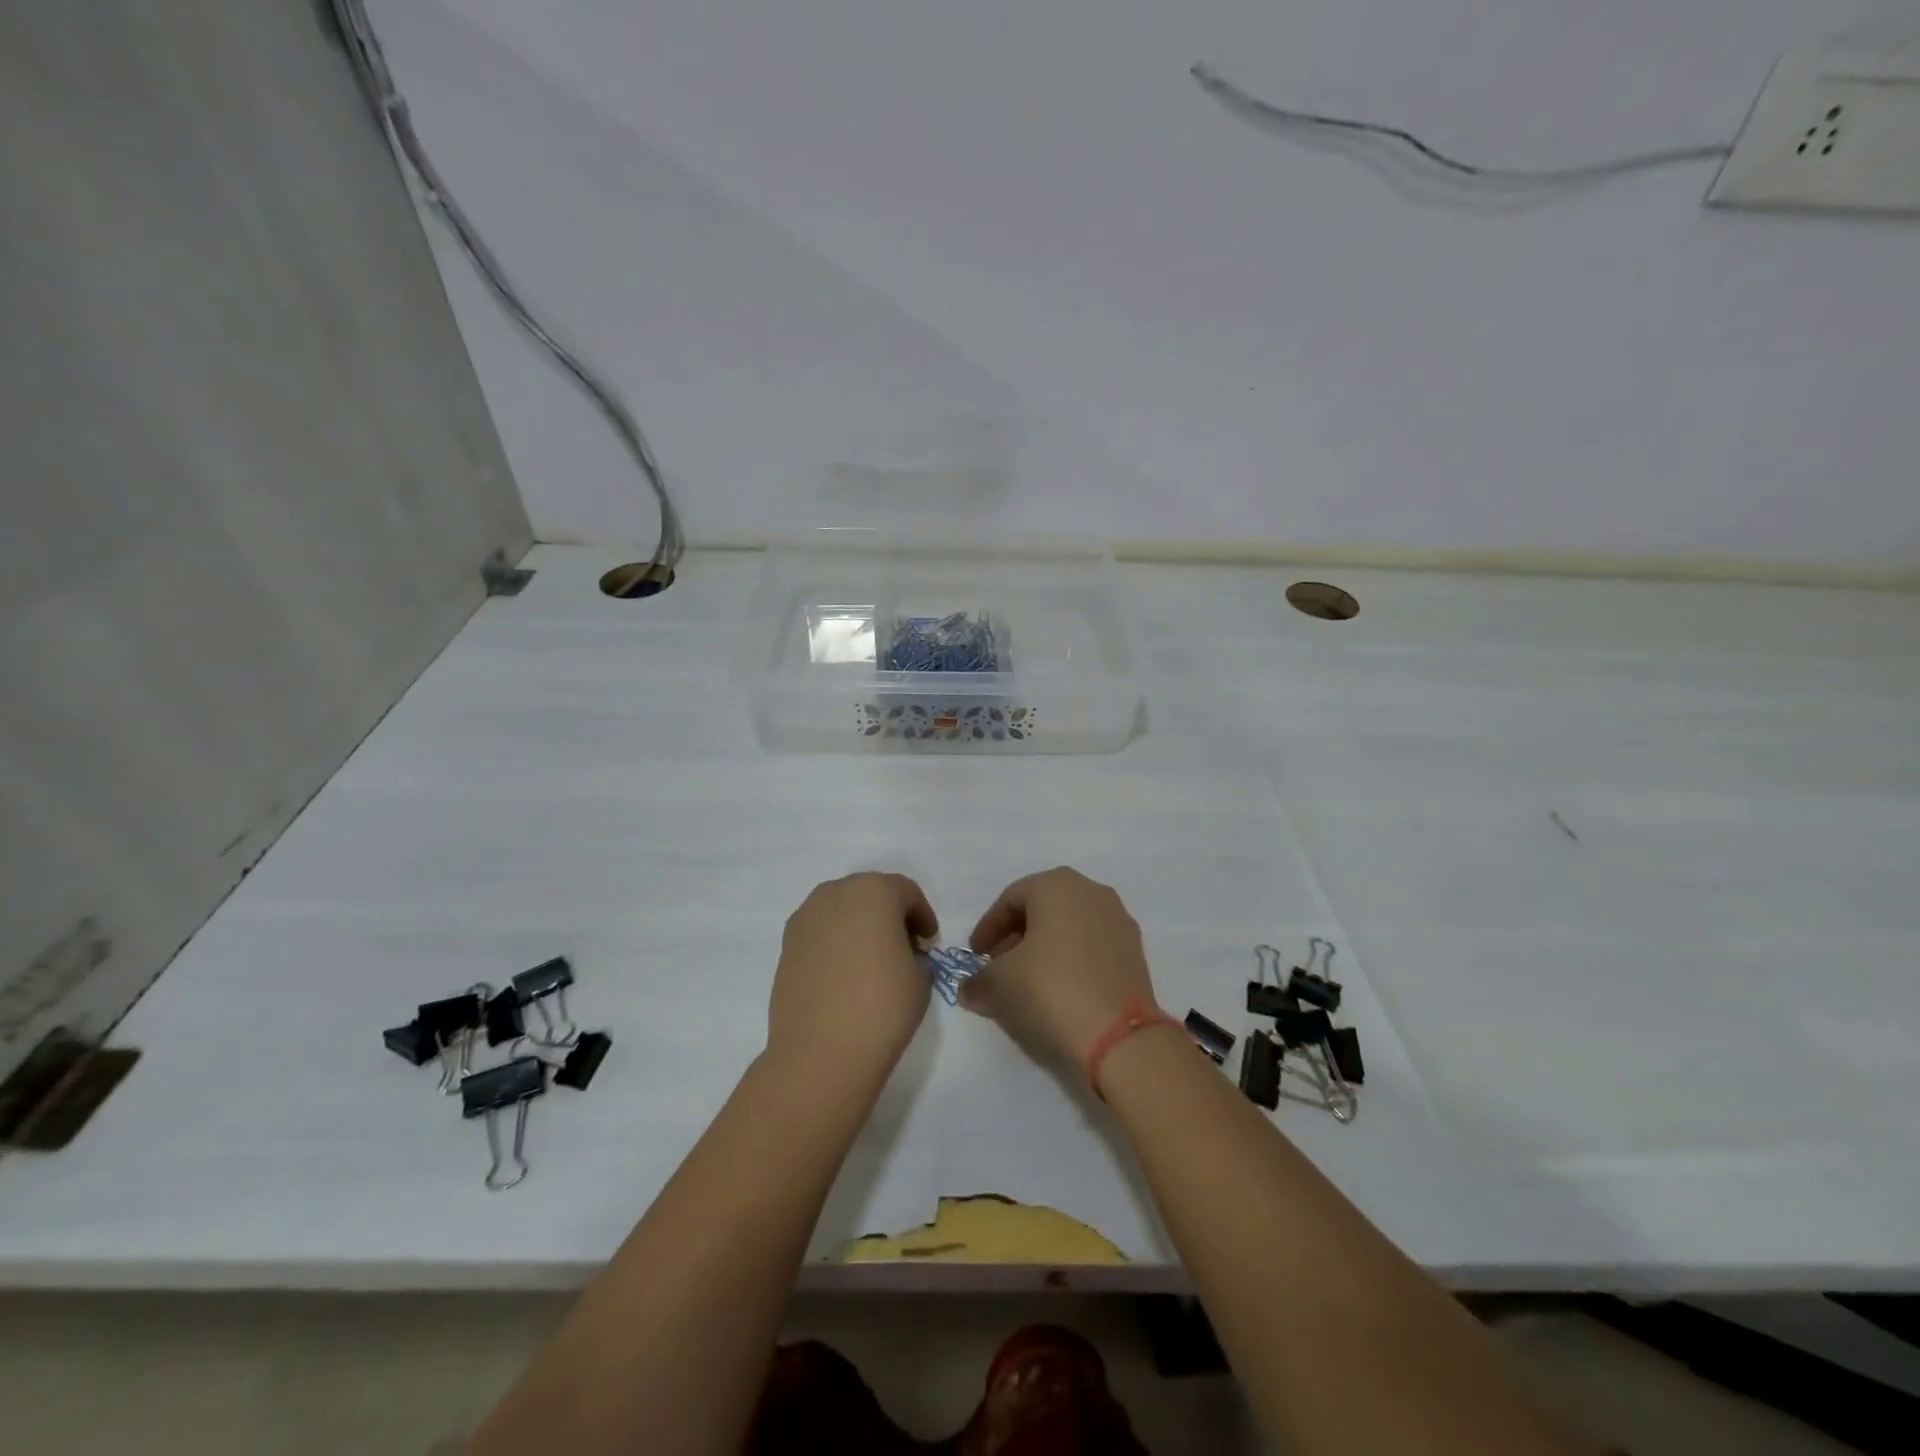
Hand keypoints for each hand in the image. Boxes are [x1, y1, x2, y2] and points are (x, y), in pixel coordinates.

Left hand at [767, 872, 936, 1080]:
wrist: (820, 1053)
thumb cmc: (882, 1006)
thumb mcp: (921, 978)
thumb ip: (916, 955)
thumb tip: (902, 955)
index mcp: (874, 891)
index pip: (906, 892)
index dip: (922, 915)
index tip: (928, 941)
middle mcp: (835, 893)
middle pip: (870, 893)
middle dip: (889, 915)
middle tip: (903, 947)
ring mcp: (805, 918)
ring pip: (841, 910)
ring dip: (859, 925)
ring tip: (871, 960)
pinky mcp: (786, 945)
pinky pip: (820, 932)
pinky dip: (835, 943)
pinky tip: (844, 974)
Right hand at [962, 867, 1157, 1067]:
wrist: (1118, 1036)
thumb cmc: (1049, 989)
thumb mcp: (999, 984)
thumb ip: (978, 980)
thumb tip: (971, 988)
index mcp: (1057, 885)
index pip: (1010, 899)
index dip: (988, 928)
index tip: (975, 955)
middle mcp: (1092, 892)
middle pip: (1042, 908)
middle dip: (1016, 936)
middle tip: (998, 966)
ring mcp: (1118, 920)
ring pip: (1069, 927)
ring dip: (1044, 949)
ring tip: (1026, 982)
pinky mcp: (1135, 951)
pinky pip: (1091, 946)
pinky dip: (1070, 960)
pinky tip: (1057, 990)